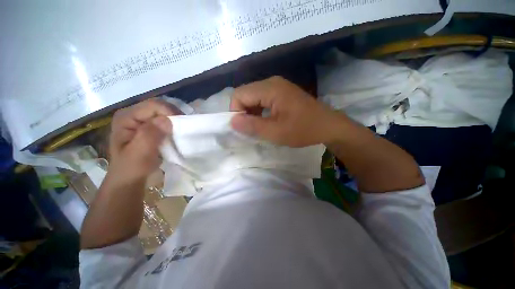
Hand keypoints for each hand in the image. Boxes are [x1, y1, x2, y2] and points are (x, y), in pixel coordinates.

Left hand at [107, 98, 179, 183]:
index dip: (170, 113)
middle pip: (159, 107)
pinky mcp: (148, 128)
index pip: (153, 106)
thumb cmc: (132, 169)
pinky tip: (176, 134)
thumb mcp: (139, 153)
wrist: (129, 180)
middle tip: (184, 129)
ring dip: (175, 121)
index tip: (181, 126)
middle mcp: (133, 115)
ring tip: (182, 132)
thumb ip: (150, 135)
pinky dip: (173, 126)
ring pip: (163, 113)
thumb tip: (167, 120)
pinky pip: (165, 121)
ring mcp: (141, 121)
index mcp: (126, 117)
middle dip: (174, 116)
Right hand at [230, 76, 343, 146]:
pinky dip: (259, 111)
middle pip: (245, 94)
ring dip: (251, 112)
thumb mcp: (276, 132)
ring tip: (258, 127)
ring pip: (253, 97)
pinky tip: (266, 121)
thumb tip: (232, 121)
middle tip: (251, 129)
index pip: (239, 95)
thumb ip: (252, 126)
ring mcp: (278, 86)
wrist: (328, 126)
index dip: (236, 112)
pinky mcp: (282, 92)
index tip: (243, 128)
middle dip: (243, 112)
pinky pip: (262, 99)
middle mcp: (272, 82)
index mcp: (270, 88)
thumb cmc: (303, 130)